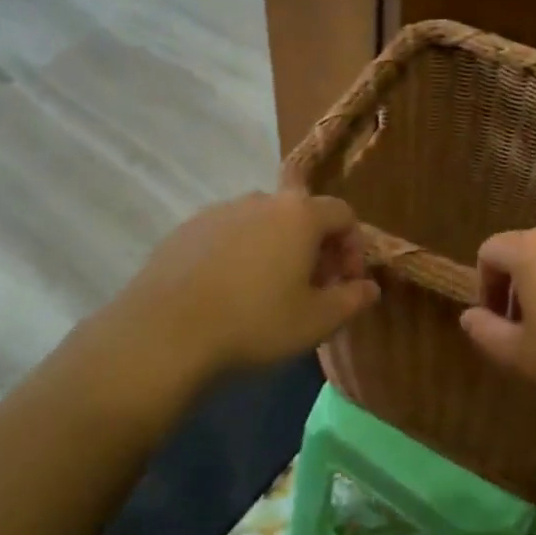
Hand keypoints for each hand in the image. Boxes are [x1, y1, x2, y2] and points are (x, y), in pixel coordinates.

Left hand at [116, 190, 380, 373]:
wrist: (165, 333)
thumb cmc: (255, 323)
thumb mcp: (316, 321)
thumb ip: (352, 300)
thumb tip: (370, 287)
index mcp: (299, 214)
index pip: (343, 214)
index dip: (354, 248)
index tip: (346, 284)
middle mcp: (260, 200)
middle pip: (302, 215)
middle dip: (316, 249)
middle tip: (312, 290)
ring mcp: (219, 211)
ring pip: (263, 224)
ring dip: (277, 249)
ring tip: (269, 292)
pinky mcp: (185, 229)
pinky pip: (228, 234)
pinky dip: (240, 254)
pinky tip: (228, 292)